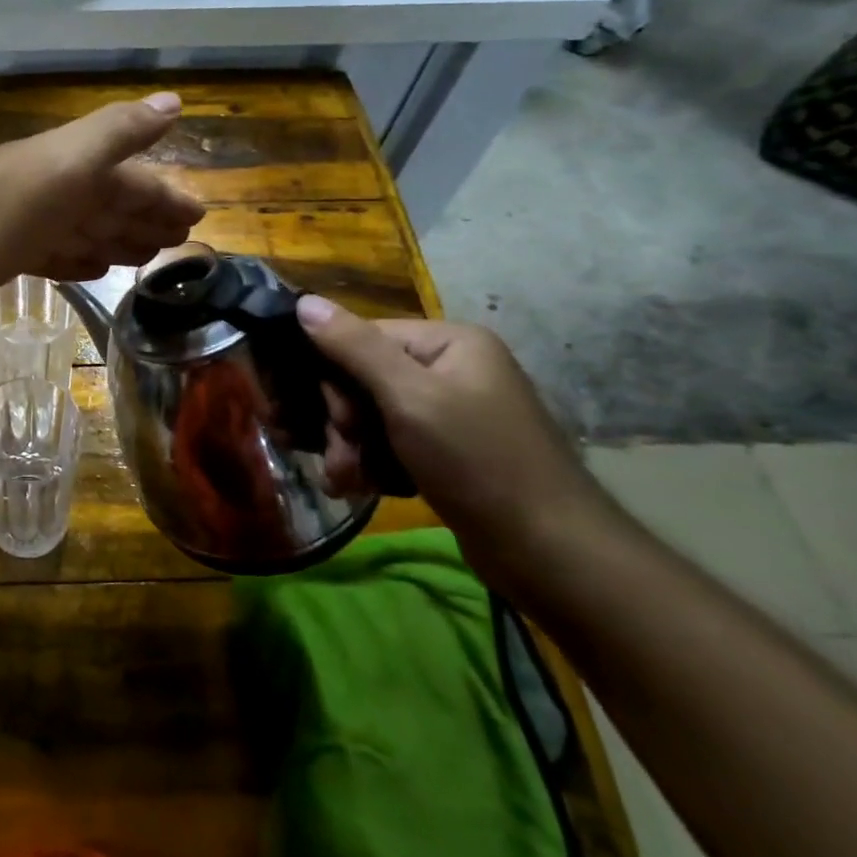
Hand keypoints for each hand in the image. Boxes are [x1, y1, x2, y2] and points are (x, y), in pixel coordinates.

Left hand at [0, 93, 204, 306]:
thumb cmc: (8, 201)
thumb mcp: (72, 160)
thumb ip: (120, 132)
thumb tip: (174, 99)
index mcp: (78, 167)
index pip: (135, 180)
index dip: (166, 196)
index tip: (197, 218)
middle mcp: (58, 190)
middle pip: (112, 204)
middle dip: (146, 218)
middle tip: (179, 242)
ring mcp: (32, 223)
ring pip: (86, 230)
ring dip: (117, 241)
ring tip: (146, 258)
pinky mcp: (9, 254)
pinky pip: (55, 256)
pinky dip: (78, 261)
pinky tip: (92, 270)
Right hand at [294, 297, 611, 591]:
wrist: (552, 554)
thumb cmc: (478, 463)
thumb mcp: (410, 398)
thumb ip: (354, 348)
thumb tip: (304, 302)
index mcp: (448, 342)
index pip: (361, 339)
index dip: (334, 378)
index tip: (332, 420)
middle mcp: (449, 368)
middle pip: (363, 380)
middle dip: (342, 423)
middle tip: (338, 461)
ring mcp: (450, 411)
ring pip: (372, 417)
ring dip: (350, 449)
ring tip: (345, 483)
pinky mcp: (448, 451)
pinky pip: (391, 444)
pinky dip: (373, 465)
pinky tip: (363, 488)